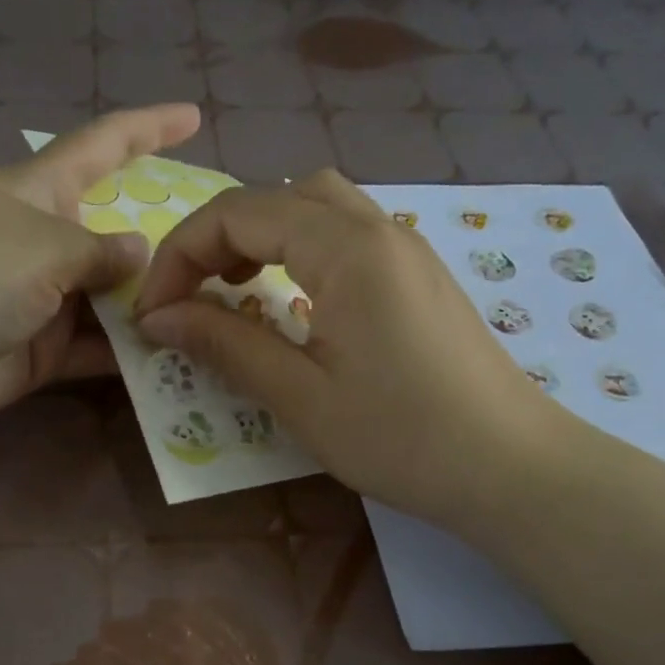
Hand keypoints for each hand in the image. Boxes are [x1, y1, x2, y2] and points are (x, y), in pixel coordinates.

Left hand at [0, 104, 199, 439]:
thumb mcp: (38, 247)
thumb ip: (98, 252)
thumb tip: (140, 252)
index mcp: (36, 193)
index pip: (102, 147)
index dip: (147, 128)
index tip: (191, 114)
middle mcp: (43, 243)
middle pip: (116, 234)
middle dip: (166, 243)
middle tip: (226, 258)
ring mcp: (40, 302)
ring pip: (112, 300)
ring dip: (154, 308)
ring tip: (217, 315)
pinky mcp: (36, 354)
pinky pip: (94, 349)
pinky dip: (128, 356)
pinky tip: (176, 360)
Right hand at [133, 170, 568, 530]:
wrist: (512, 468)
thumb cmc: (403, 438)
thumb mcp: (301, 397)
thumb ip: (226, 345)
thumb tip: (157, 318)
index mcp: (347, 248)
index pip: (239, 214)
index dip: (180, 255)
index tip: (152, 314)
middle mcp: (379, 229)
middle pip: (277, 196)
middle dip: (217, 237)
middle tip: (190, 296)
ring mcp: (406, 248)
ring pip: (316, 206)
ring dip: (261, 237)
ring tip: (235, 290)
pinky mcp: (419, 275)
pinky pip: (347, 234)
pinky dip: (301, 250)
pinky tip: (293, 301)